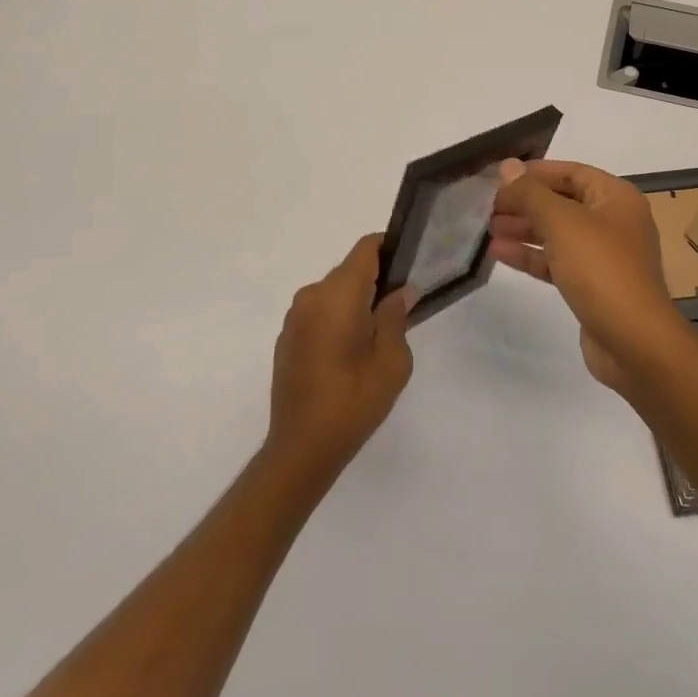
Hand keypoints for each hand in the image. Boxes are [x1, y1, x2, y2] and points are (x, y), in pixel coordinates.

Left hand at [265, 235, 413, 483]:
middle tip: (402, 307)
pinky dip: (338, 319)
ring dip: (356, 302)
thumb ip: (397, 316)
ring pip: (334, 292)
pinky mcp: (287, 337)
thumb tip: (402, 291)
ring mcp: (295, 317)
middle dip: (376, 281)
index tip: (410, 264)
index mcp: (337, 294)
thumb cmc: (354, 400)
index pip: (365, 249)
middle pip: (350, 270)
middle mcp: (311, 296)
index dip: (390, 248)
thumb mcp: (392, 360)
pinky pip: (319, 312)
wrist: (302, 448)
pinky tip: (351, 352)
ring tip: (378, 334)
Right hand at [489, 159, 690, 392]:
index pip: (571, 172)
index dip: (535, 172)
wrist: (634, 342)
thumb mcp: (562, 222)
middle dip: (526, 203)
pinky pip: (557, 261)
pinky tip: (500, 253)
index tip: (500, 177)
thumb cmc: (601, 269)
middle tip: (488, 206)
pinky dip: (531, 256)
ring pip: (557, 234)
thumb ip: (531, 193)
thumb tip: (507, 166)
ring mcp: (604, 256)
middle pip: (562, 202)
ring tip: (488, 229)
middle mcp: (614, 222)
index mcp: (616, 198)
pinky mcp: (592, 286)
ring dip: (524, 229)